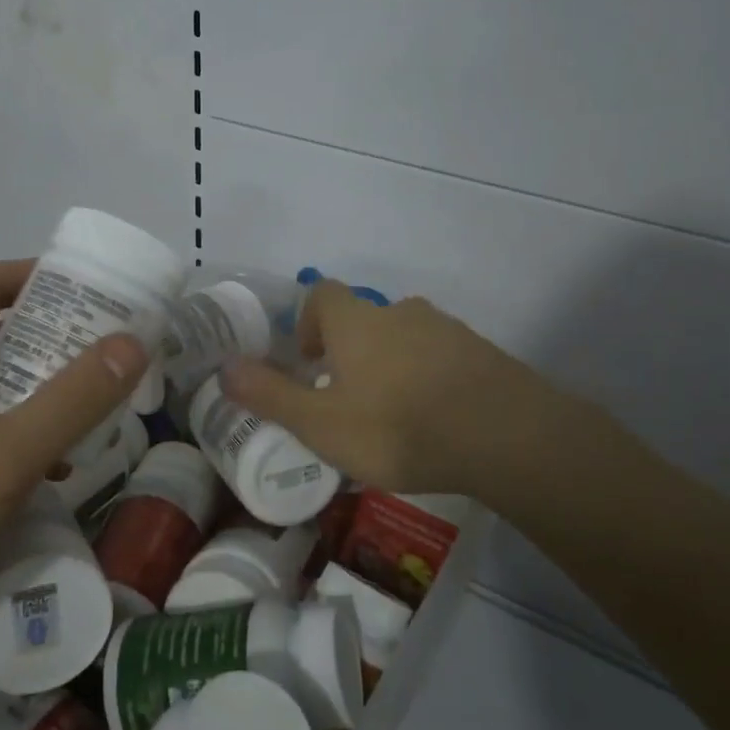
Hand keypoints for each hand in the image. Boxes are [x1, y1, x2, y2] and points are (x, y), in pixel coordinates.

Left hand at [0, 259, 148, 662]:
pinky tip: (55, 465)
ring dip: (45, 386)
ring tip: (98, 407)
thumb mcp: (7, 457)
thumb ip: (75, 398)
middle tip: (116, 354)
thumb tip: (136, 341)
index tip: (105, 296)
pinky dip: (21, 427)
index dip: (48, 277)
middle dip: (59, 337)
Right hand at [220, 279, 555, 494]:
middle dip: (350, 351)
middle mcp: (399, 312)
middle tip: (346, 398)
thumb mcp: (321, 424)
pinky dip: (428, 377)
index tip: (309, 361)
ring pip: (404, 337)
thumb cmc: (398, 427)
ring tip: (392, 415)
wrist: (505, 436)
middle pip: (364, 318)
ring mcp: (446, 329)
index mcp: (356, 322)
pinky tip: (435, 419)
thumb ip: (271, 395)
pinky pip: (441, 356)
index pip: (322, 293)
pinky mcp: (481, 352)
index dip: (308, 320)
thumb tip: (224, 367)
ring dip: (390, 364)